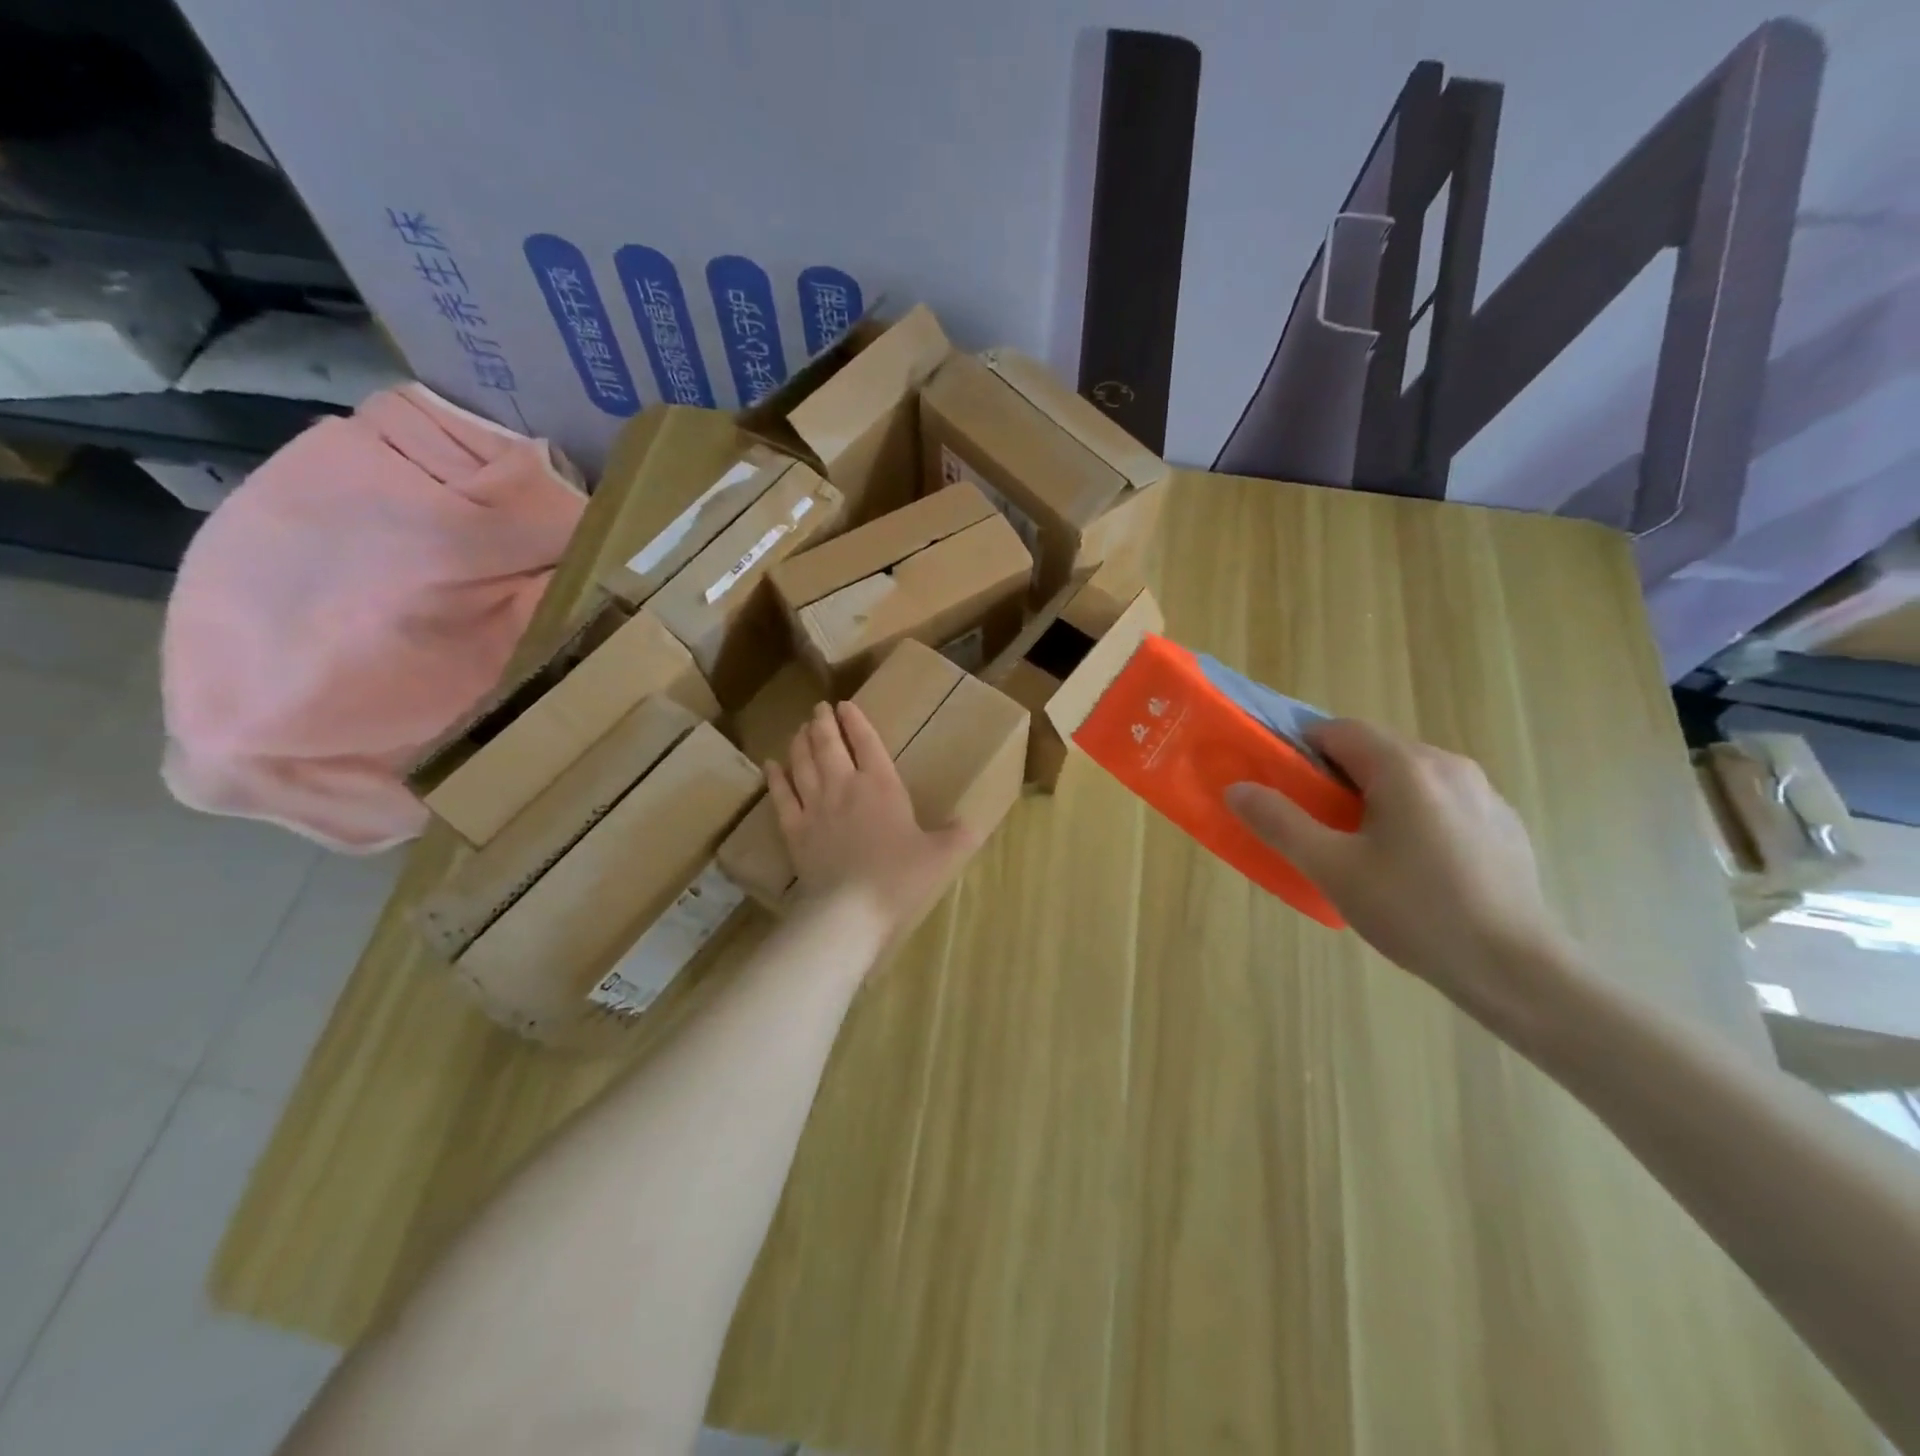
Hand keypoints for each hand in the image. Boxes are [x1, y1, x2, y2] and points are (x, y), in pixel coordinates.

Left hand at [766, 701, 978, 936]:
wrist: (849, 909)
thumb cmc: (898, 878)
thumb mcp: (939, 857)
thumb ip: (956, 837)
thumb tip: (972, 826)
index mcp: (881, 786)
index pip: (866, 742)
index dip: (856, 721)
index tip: (846, 705)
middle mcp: (844, 786)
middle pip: (828, 745)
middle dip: (824, 723)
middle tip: (819, 709)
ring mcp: (814, 806)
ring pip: (802, 763)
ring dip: (800, 742)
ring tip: (799, 728)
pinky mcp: (793, 829)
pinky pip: (781, 795)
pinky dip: (776, 778)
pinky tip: (771, 765)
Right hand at [1225, 719, 1573, 1007]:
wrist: (1517, 970)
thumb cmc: (1415, 911)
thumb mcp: (1331, 868)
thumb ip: (1279, 822)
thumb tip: (1237, 788)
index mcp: (1405, 767)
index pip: (1339, 730)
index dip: (1301, 748)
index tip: (1282, 783)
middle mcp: (1449, 765)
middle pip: (1375, 751)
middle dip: (1336, 775)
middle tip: (1314, 820)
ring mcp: (1484, 794)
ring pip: (1410, 776)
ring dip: (1375, 795)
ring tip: (1361, 847)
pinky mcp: (1503, 825)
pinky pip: (1442, 801)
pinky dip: (1413, 814)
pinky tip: (1412, 866)